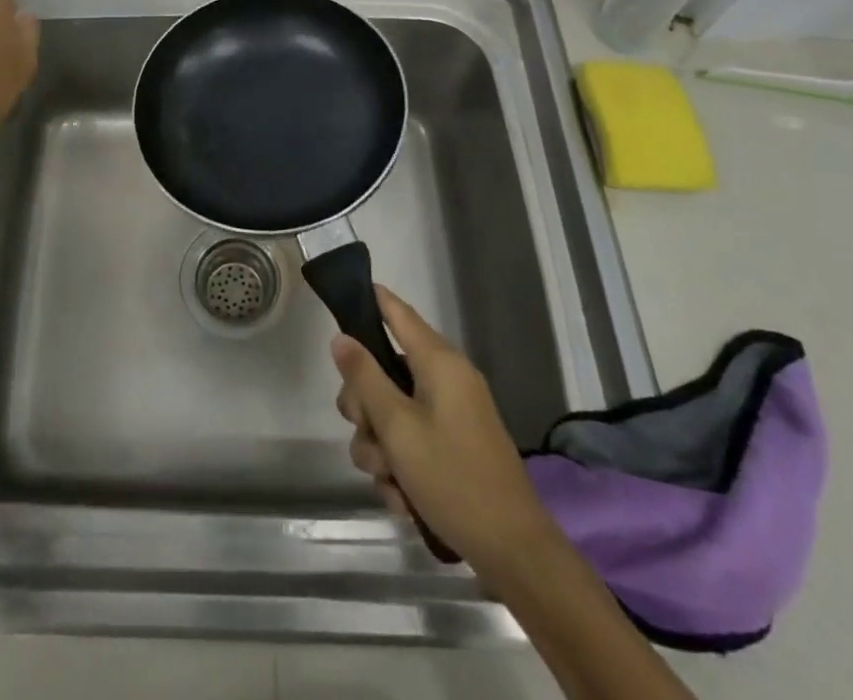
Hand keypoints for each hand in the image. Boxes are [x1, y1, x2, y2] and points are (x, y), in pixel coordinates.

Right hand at [331, 286, 545, 567]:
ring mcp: (450, 415)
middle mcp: (445, 380)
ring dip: (380, 447)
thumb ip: (365, 378)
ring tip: (389, 480)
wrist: (513, 552)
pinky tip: (402, 499)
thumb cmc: (453, 478)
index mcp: (439, 362)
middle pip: (383, 370)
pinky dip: (400, 466)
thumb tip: (341, 337)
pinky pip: (409, 441)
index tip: (339, 301)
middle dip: (364, 406)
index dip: (369, 300)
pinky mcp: (452, 446)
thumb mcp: (397, 427)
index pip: (397, 312)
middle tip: (365, 431)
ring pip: (390, 412)